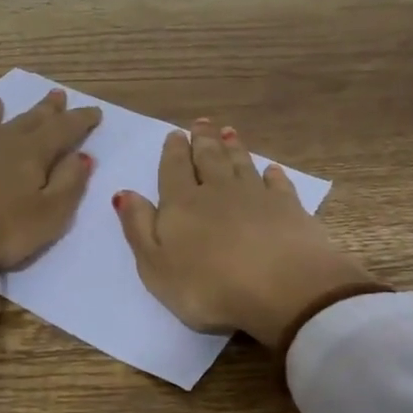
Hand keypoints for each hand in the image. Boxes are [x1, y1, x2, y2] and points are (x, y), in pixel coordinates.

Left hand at [0, 89, 101, 297]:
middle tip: (56, 94)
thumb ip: (69, 185)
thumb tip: (84, 156)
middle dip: (46, 108)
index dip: (80, 120)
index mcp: (32, 153)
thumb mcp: (48, 216)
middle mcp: (0, 137)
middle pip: (28, 119)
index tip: (94, 110)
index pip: (63, 130)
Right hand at [113, 119, 376, 345]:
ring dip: (234, 148)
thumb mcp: (156, 265)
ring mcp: (257, 196)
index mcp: (182, 203)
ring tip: (228, 132)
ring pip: (241, 164)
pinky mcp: (289, 209)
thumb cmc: (208, 286)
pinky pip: (278, 184)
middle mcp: (218, 191)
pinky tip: (271, 169)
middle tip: (201, 123)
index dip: (174, 151)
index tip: (175, 134)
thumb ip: (139, 227)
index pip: (174, 169)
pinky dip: (273, 174)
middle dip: (203, 140)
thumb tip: (124, 193)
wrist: (282, 289)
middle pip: (209, 158)